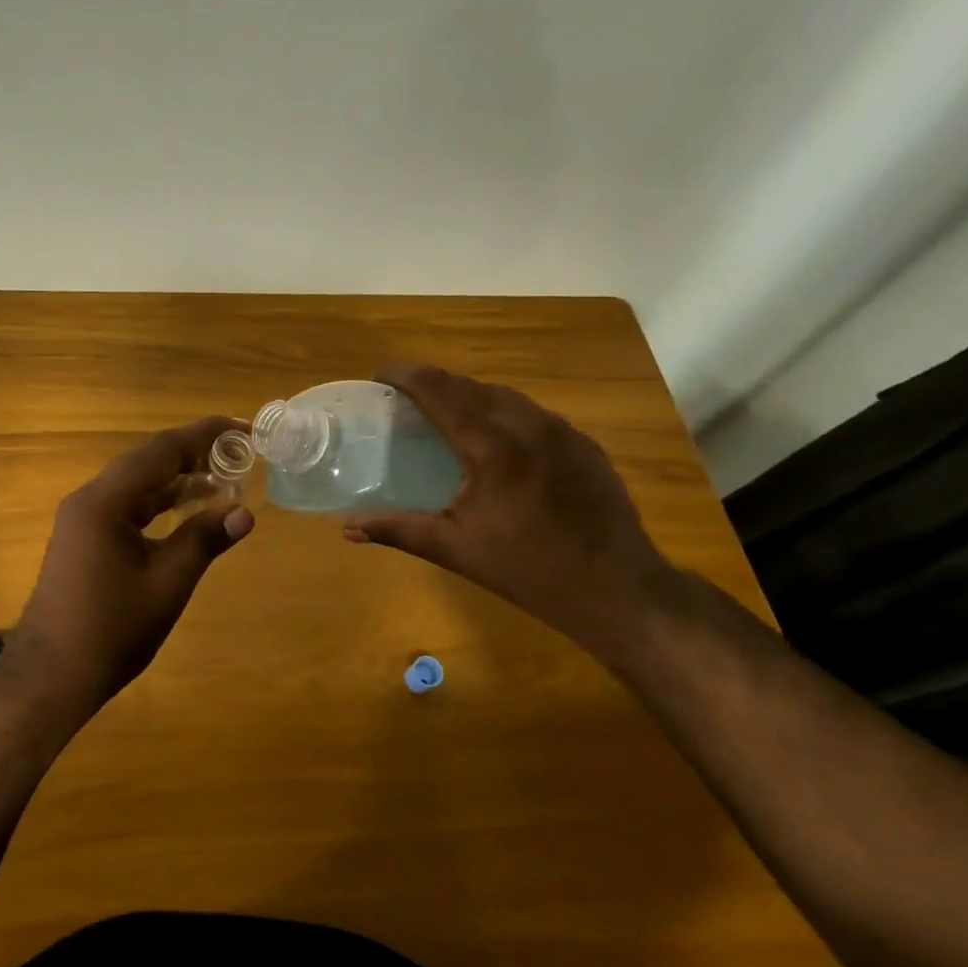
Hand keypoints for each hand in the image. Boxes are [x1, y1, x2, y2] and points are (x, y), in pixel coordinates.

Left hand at [8, 417, 254, 705]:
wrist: (52, 674)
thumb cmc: (112, 629)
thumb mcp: (167, 583)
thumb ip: (204, 540)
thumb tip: (244, 512)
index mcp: (106, 501)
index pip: (161, 451)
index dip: (204, 435)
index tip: (241, 427)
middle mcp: (90, 499)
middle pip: (147, 461)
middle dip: (193, 453)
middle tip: (238, 452)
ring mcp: (83, 518)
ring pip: (137, 484)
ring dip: (177, 478)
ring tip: (222, 476)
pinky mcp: (84, 538)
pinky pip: (127, 505)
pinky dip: (159, 502)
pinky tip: (186, 507)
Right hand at [344, 365, 677, 655]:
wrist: (619, 590)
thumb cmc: (529, 571)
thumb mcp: (456, 551)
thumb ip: (399, 530)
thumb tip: (348, 529)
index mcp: (492, 448)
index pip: (441, 390)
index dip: (406, 376)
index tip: (380, 379)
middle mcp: (528, 426)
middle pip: (471, 385)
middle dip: (435, 384)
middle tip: (406, 401)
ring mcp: (563, 432)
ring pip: (506, 396)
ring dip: (470, 395)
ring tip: (447, 415)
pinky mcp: (584, 444)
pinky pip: (534, 414)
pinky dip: (503, 413)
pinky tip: (496, 440)